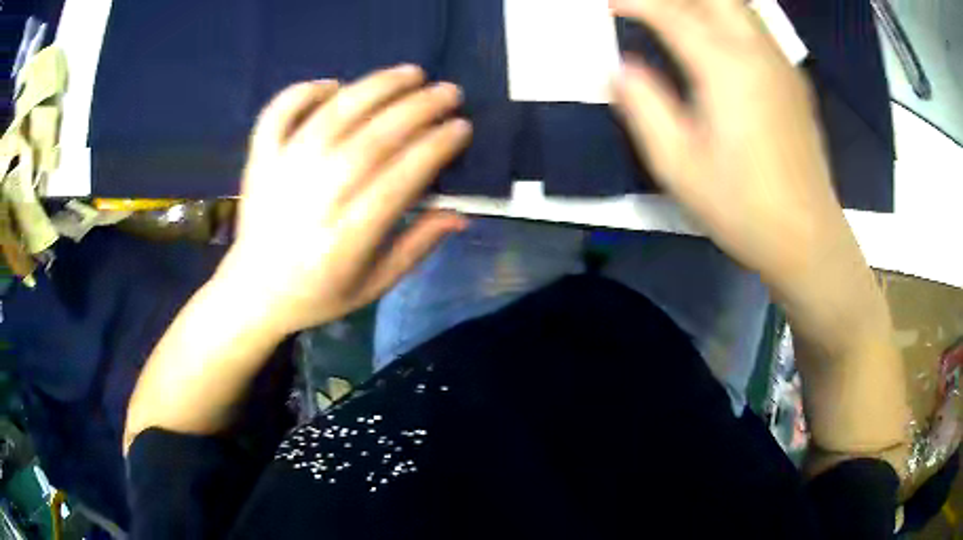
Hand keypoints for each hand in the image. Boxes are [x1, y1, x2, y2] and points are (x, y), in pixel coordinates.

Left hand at [218, 65, 471, 334]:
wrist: (253, 292)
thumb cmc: (318, 294)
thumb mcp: (374, 285)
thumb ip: (416, 247)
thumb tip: (459, 214)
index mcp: (344, 240)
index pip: (399, 180)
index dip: (435, 148)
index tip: (461, 127)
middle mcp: (313, 200)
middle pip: (370, 141)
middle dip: (417, 110)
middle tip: (449, 92)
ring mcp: (280, 174)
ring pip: (331, 117)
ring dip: (375, 88)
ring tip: (410, 73)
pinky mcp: (259, 161)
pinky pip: (278, 114)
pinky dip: (304, 92)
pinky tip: (334, 85)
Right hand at [611, 0, 846, 286]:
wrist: (806, 238)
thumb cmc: (742, 207)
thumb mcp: (678, 165)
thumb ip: (644, 106)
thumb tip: (620, 69)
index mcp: (726, 68)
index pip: (672, 13)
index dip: (636, 2)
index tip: (609, 4)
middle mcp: (757, 52)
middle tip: (644, 7)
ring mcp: (782, 64)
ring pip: (740, 6)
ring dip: (703, 2)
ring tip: (674, 13)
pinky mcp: (794, 81)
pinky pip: (757, 26)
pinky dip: (728, 16)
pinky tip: (715, 36)